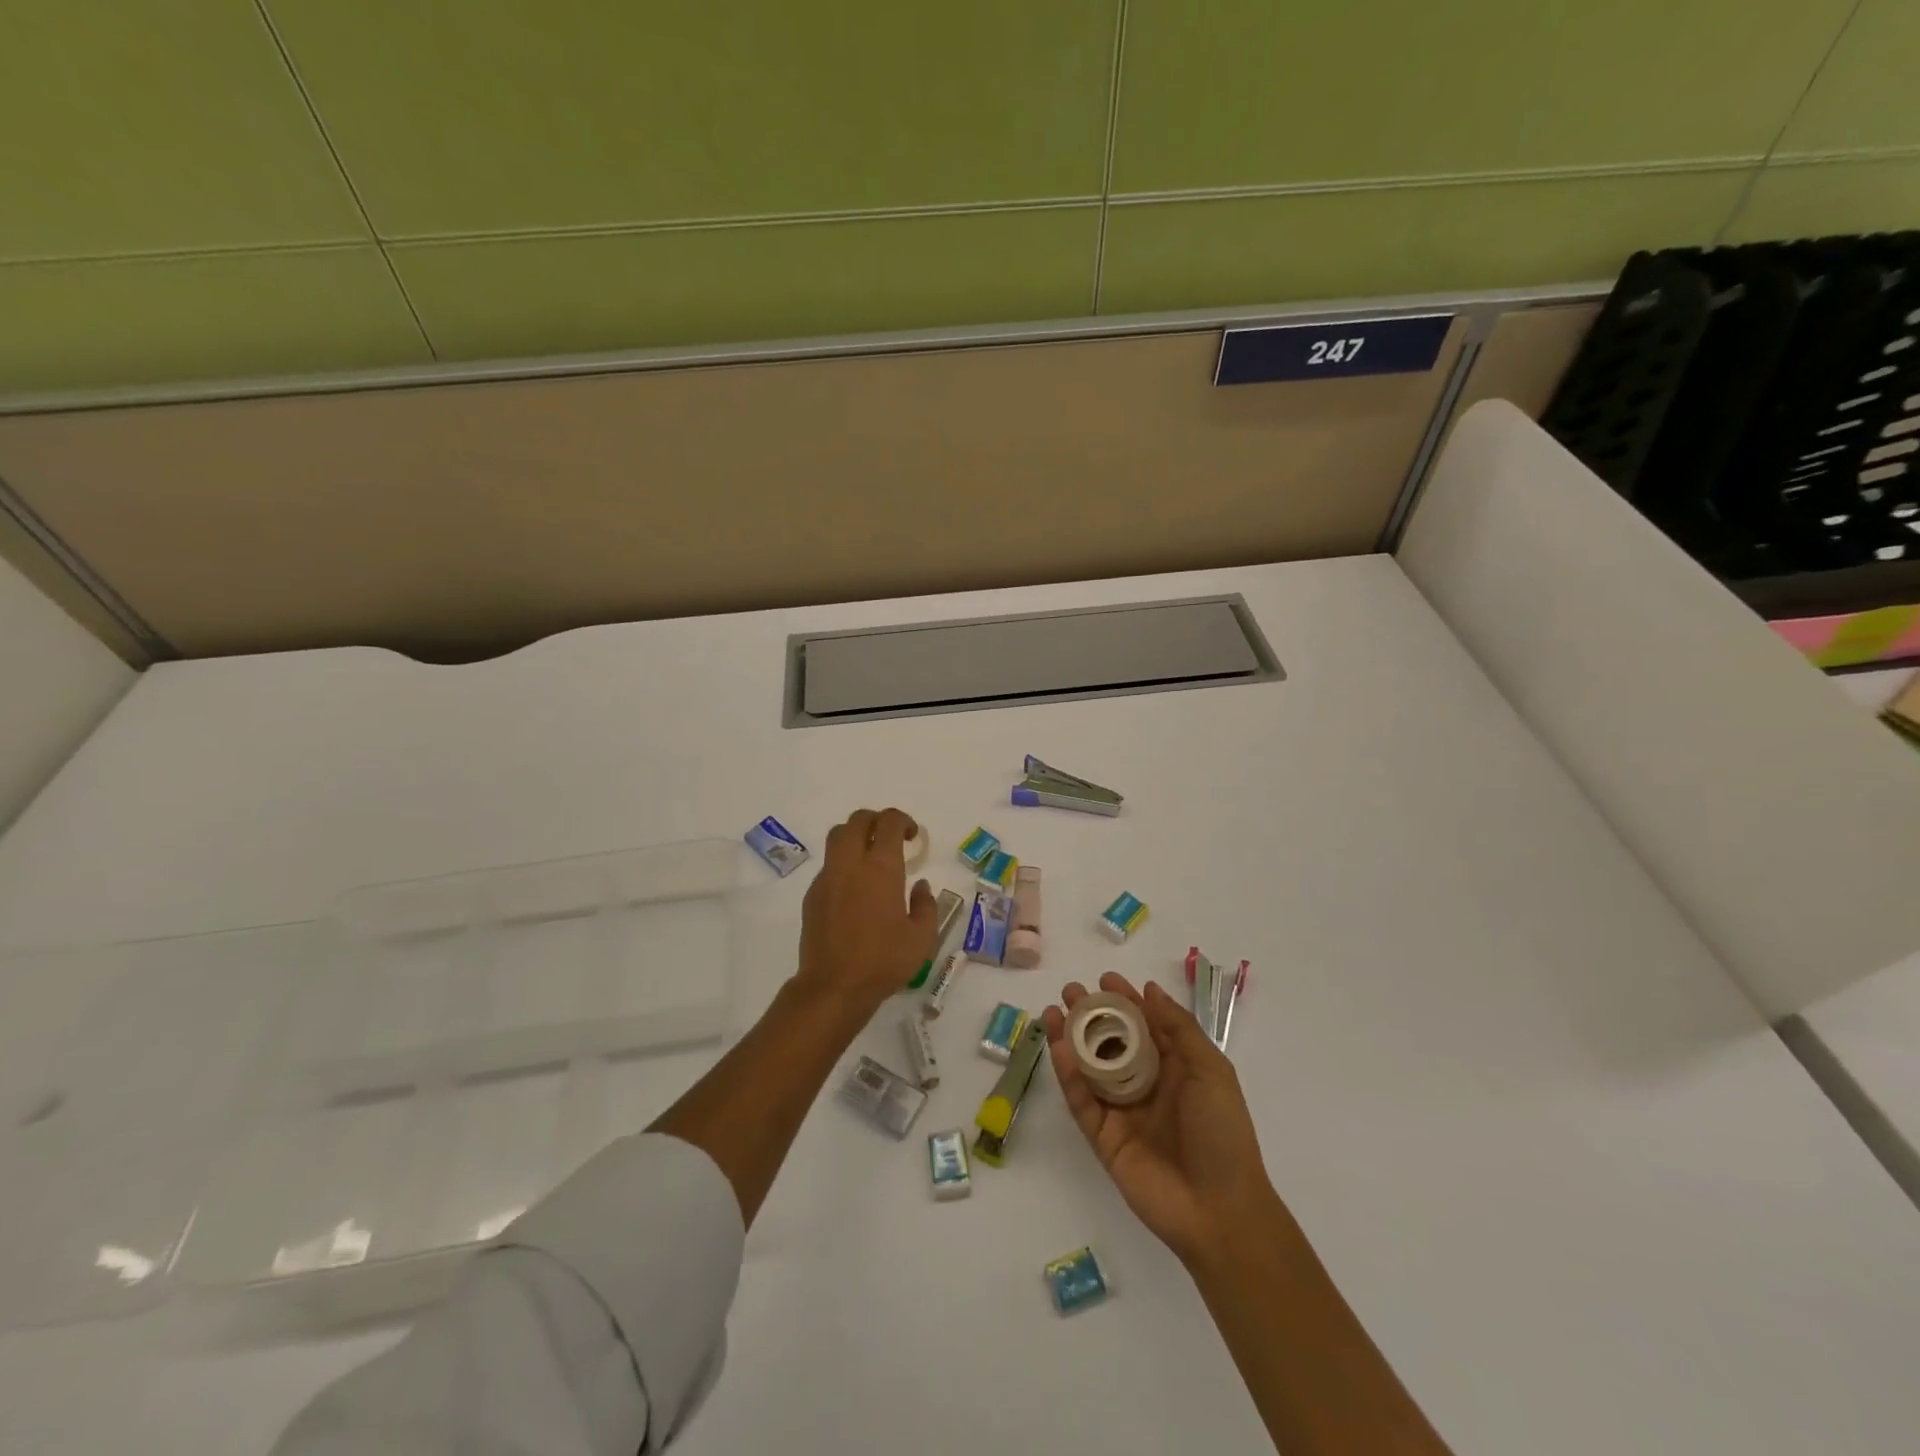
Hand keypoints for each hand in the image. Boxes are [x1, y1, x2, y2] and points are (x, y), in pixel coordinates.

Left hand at [794, 808, 939, 1015]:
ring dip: (855, 836)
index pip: (889, 822)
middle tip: (890, 838)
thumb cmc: (884, 961)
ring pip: (837, 836)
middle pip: (858, 819)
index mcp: (881, 867)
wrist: (834, 986)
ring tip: (870, 858)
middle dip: (876, 820)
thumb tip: (920, 886)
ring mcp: (827, 877)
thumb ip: (926, 905)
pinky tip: (854, 891)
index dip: (903, 820)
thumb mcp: (922, 937)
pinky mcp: (812, 894)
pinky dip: (843, 864)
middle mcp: (851, 863)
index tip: (912, 836)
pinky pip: (828, 865)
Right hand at [1042, 973, 1278, 1267]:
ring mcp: (1122, 1112)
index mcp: (1174, 1068)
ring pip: (1089, 1068)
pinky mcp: (1103, 1138)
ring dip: (1071, 1039)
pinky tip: (1059, 1048)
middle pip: (1111, 1042)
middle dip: (1091, 1015)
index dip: (1126, 1000)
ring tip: (1053, 1011)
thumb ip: (1179, 1028)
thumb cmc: (1223, 1132)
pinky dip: (1069, 1075)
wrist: (1220, 1211)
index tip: (1105, 979)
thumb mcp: (1211, 1070)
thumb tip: (1149, 989)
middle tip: (1070, 991)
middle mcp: (1145, 1085)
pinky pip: (1082, 1101)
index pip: (1145, 1025)